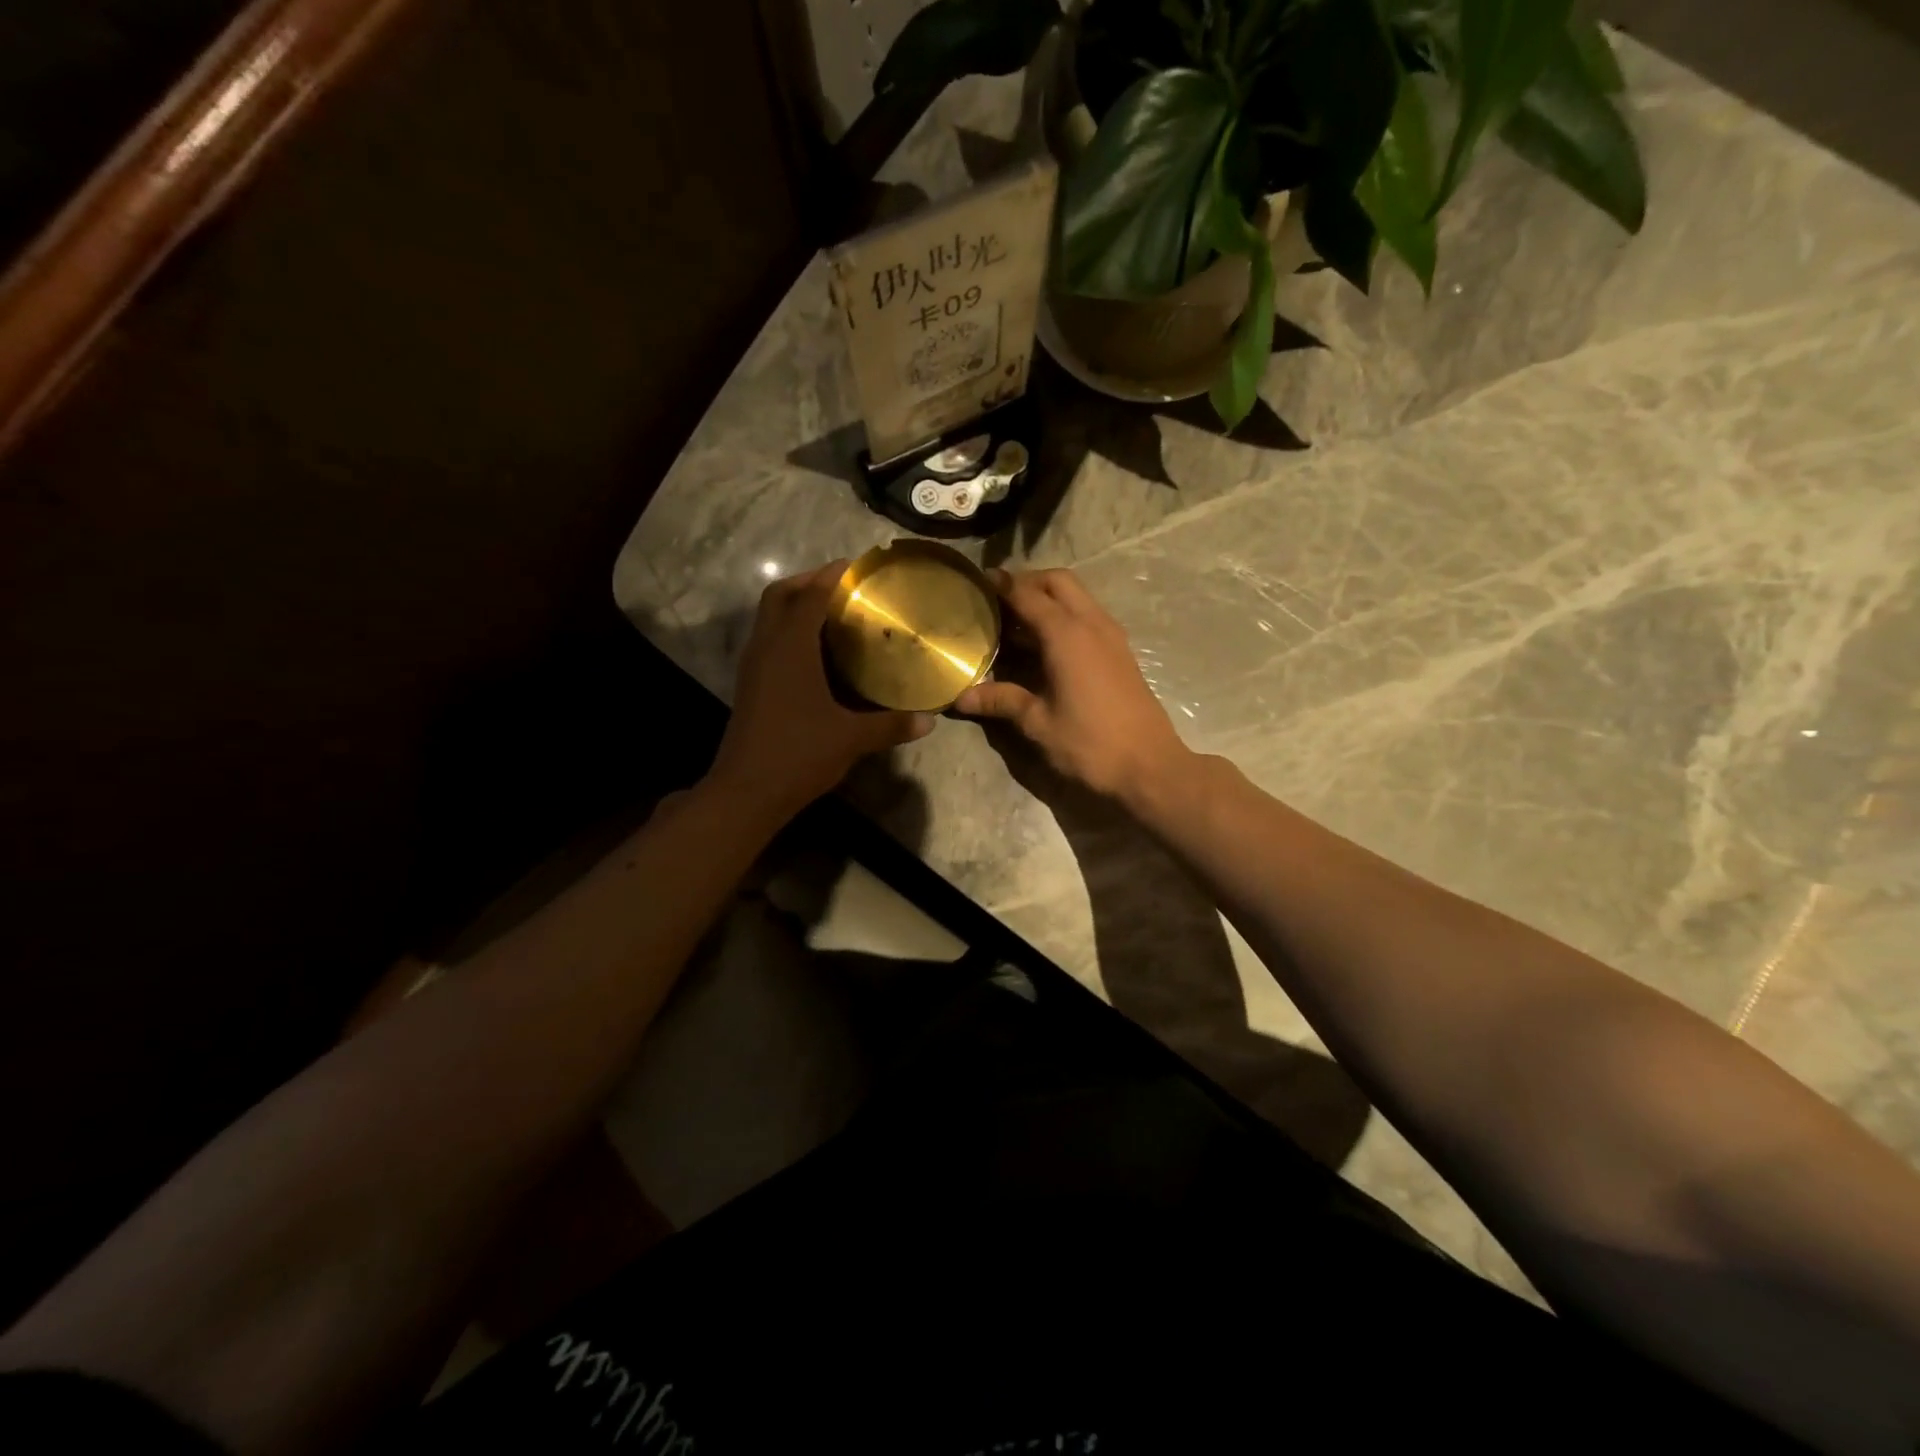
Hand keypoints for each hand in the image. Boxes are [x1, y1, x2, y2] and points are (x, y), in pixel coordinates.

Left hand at [708, 562, 933, 816]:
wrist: (746, 791)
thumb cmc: (799, 754)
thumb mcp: (851, 739)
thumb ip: (891, 725)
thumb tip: (929, 720)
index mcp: (790, 648)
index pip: (810, 595)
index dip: (832, 576)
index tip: (856, 566)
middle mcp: (766, 648)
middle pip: (779, 596)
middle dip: (808, 583)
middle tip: (843, 588)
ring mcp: (754, 667)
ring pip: (769, 618)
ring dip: (796, 606)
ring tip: (835, 614)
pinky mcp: (750, 686)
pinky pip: (769, 641)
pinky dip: (790, 632)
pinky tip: (818, 653)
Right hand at [955, 568, 1190, 804]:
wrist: (1150, 767)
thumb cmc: (1090, 744)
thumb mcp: (1038, 723)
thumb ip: (1001, 700)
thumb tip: (961, 696)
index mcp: (1067, 635)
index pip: (1028, 594)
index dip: (1001, 584)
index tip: (977, 581)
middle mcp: (1091, 624)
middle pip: (1058, 582)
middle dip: (1028, 582)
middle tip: (998, 600)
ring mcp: (1111, 636)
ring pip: (1078, 596)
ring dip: (1048, 598)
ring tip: (1017, 622)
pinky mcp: (1121, 652)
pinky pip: (1089, 616)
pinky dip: (1065, 616)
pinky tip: (1046, 645)